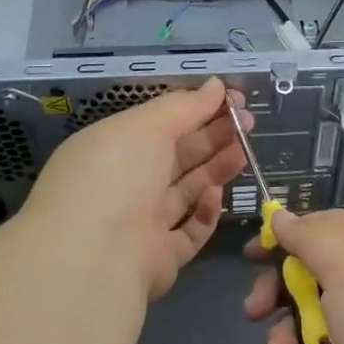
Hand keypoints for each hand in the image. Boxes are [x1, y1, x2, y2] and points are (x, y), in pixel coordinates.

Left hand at [19, 78, 247, 305]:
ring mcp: (142, 222)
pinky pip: (190, 230)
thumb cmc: (116, 176)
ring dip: (216, 169)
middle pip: (177, 155)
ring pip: (187, 190)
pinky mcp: (161, 256)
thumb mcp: (146, 126)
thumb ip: (184, 107)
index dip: (197, 109)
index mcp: (114, 148)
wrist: (94, 257)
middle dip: (213, 136)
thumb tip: (217, 85)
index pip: (161, 123)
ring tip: (243, 152)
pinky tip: (215, 195)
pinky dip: (205, 212)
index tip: (233, 100)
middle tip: (248, 123)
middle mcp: (126, 183)